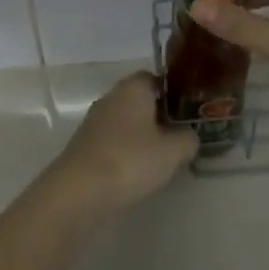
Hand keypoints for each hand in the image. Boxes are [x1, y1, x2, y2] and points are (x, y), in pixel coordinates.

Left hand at [49, 72, 198, 213]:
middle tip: (180, 134)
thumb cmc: (130, 160)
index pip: (155, 78)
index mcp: (132, 88)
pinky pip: (113, 140)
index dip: (172, 91)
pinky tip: (138, 170)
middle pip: (139, 99)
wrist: (78, 191)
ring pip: (126, 121)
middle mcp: (111, 97)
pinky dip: (126, 150)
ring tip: (163, 156)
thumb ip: (188, 139)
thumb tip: (190, 136)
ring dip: (142, 134)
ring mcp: (94, 121)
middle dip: (159, 115)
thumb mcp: (172, 151)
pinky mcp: (85, 145)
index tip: (188, 109)